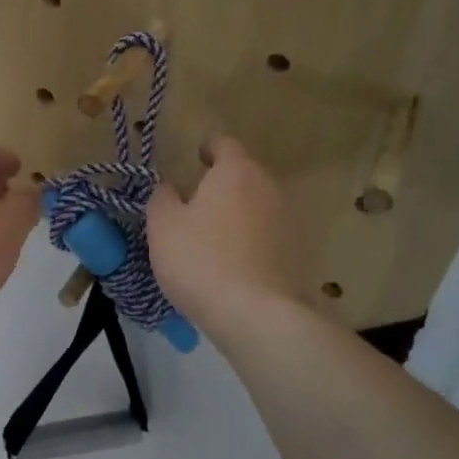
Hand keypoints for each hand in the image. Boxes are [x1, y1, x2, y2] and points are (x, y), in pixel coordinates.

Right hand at [147, 136, 305, 331]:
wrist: (255, 314)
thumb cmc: (201, 260)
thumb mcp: (163, 226)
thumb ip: (161, 197)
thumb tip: (168, 187)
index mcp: (236, 172)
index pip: (225, 144)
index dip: (209, 149)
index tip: (195, 160)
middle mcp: (268, 188)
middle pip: (245, 175)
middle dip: (222, 184)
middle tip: (196, 204)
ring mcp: (288, 220)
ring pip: (257, 206)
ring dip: (238, 214)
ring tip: (213, 238)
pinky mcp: (296, 253)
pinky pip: (267, 236)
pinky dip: (251, 241)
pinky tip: (233, 265)